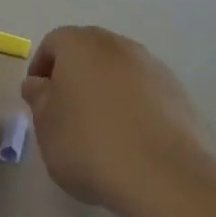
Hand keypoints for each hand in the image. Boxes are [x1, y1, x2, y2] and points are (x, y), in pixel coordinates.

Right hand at [22, 27, 210, 212]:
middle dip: (75, 75)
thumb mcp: (46, 126)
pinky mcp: (178, 91)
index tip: (38, 99)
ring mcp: (152, 65)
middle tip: (66, 112)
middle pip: (89, 51)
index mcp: (80, 45)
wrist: (164, 173)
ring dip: (106, 89)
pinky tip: (132, 139)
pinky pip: (145, 91)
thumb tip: (39, 83)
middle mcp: (117, 45)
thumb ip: (38, 98)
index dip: (41, 68)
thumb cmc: (90, 144)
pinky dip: (134, 105)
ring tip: (102, 129)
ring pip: (119, 70)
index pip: (53, 43)